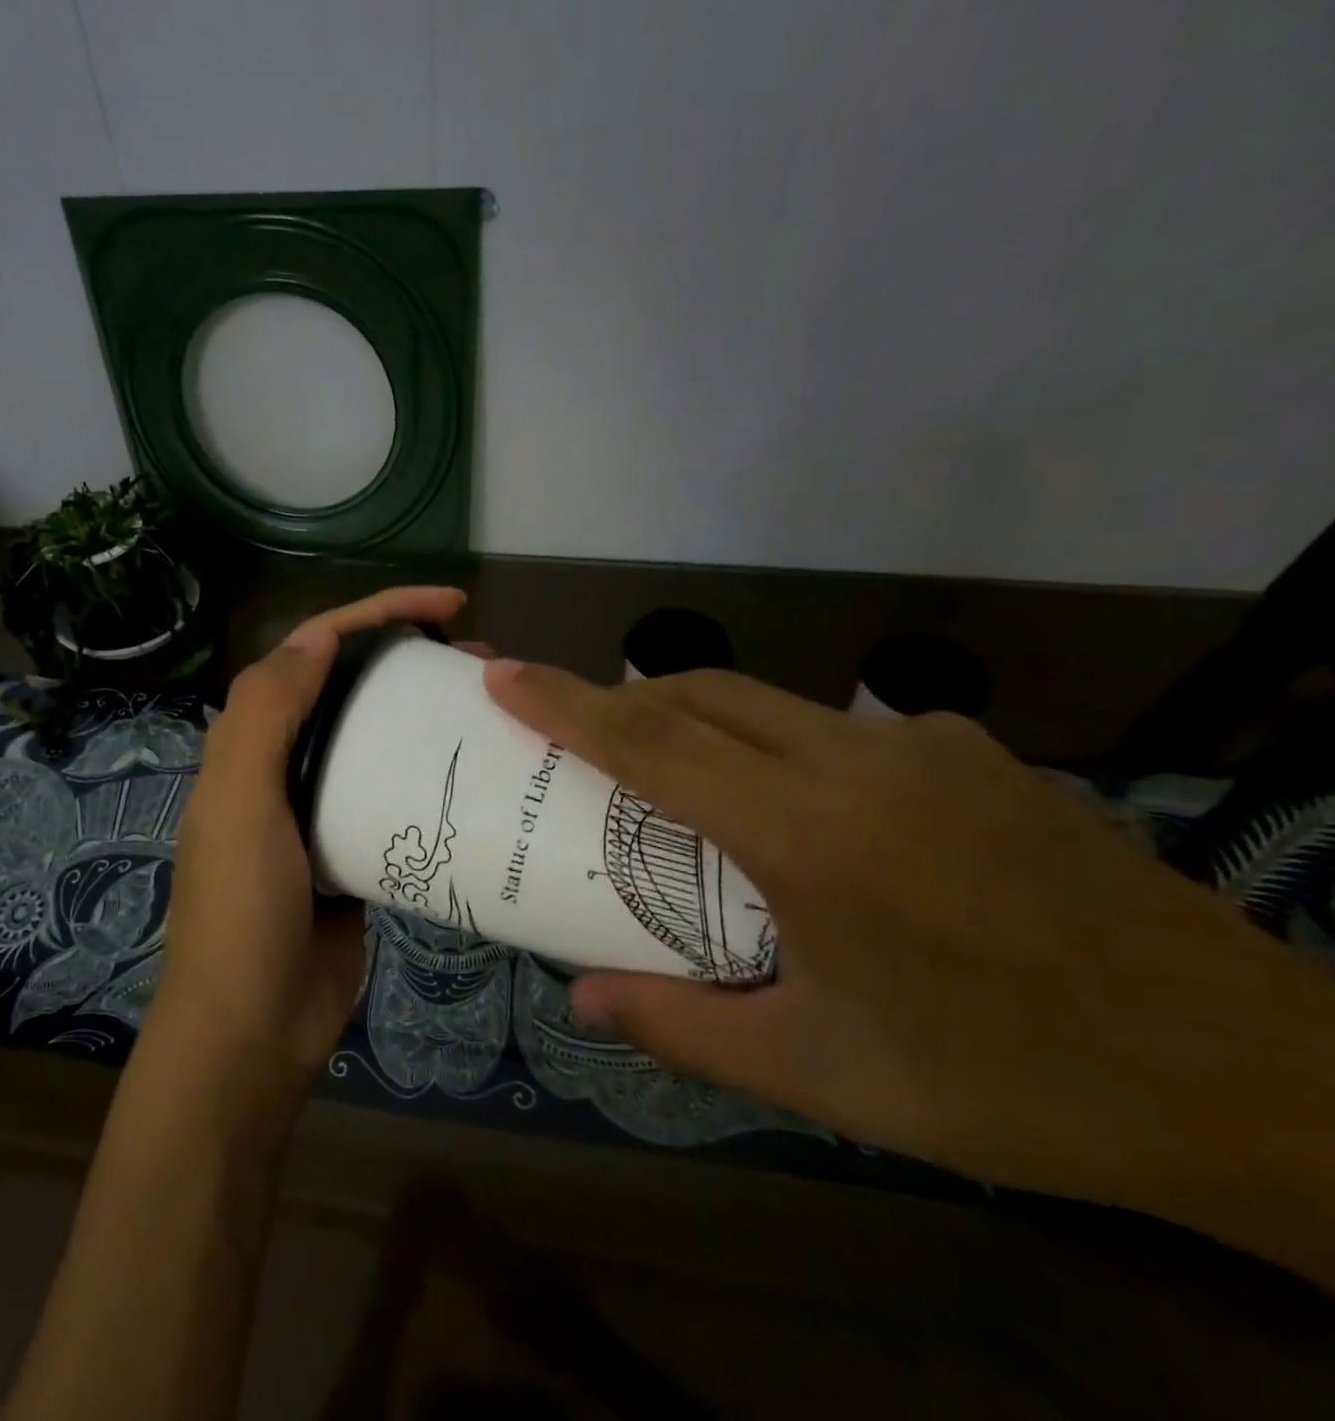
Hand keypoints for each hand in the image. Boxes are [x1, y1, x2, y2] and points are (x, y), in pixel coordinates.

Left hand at [152, 586, 468, 1093]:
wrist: (254, 1027)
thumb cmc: (242, 910)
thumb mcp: (239, 803)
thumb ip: (264, 714)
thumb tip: (316, 637)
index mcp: (252, 742)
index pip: (314, 650)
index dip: (376, 613)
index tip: (447, 606)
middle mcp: (285, 765)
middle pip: (352, 688)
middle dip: (410, 657)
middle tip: (480, 659)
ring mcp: (324, 809)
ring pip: (378, 739)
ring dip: (424, 715)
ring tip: (489, 707)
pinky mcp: (358, 852)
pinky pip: (396, 797)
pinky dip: (429, 776)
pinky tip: (474, 773)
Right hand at [485, 662, 1334, 1260]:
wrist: (1255, 1083)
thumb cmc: (1008, 1083)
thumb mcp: (822, 1075)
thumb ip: (684, 1029)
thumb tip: (584, 997)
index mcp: (806, 835)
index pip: (651, 743)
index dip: (564, 703)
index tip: (504, 675)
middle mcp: (858, 763)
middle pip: (699, 694)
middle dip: (620, 699)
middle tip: (572, 731)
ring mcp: (925, 746)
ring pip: (767, 702)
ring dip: (697, 720)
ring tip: (677, 781)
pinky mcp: (975, 753)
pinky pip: (840, 728)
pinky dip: (781, 746)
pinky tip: (806, 813)